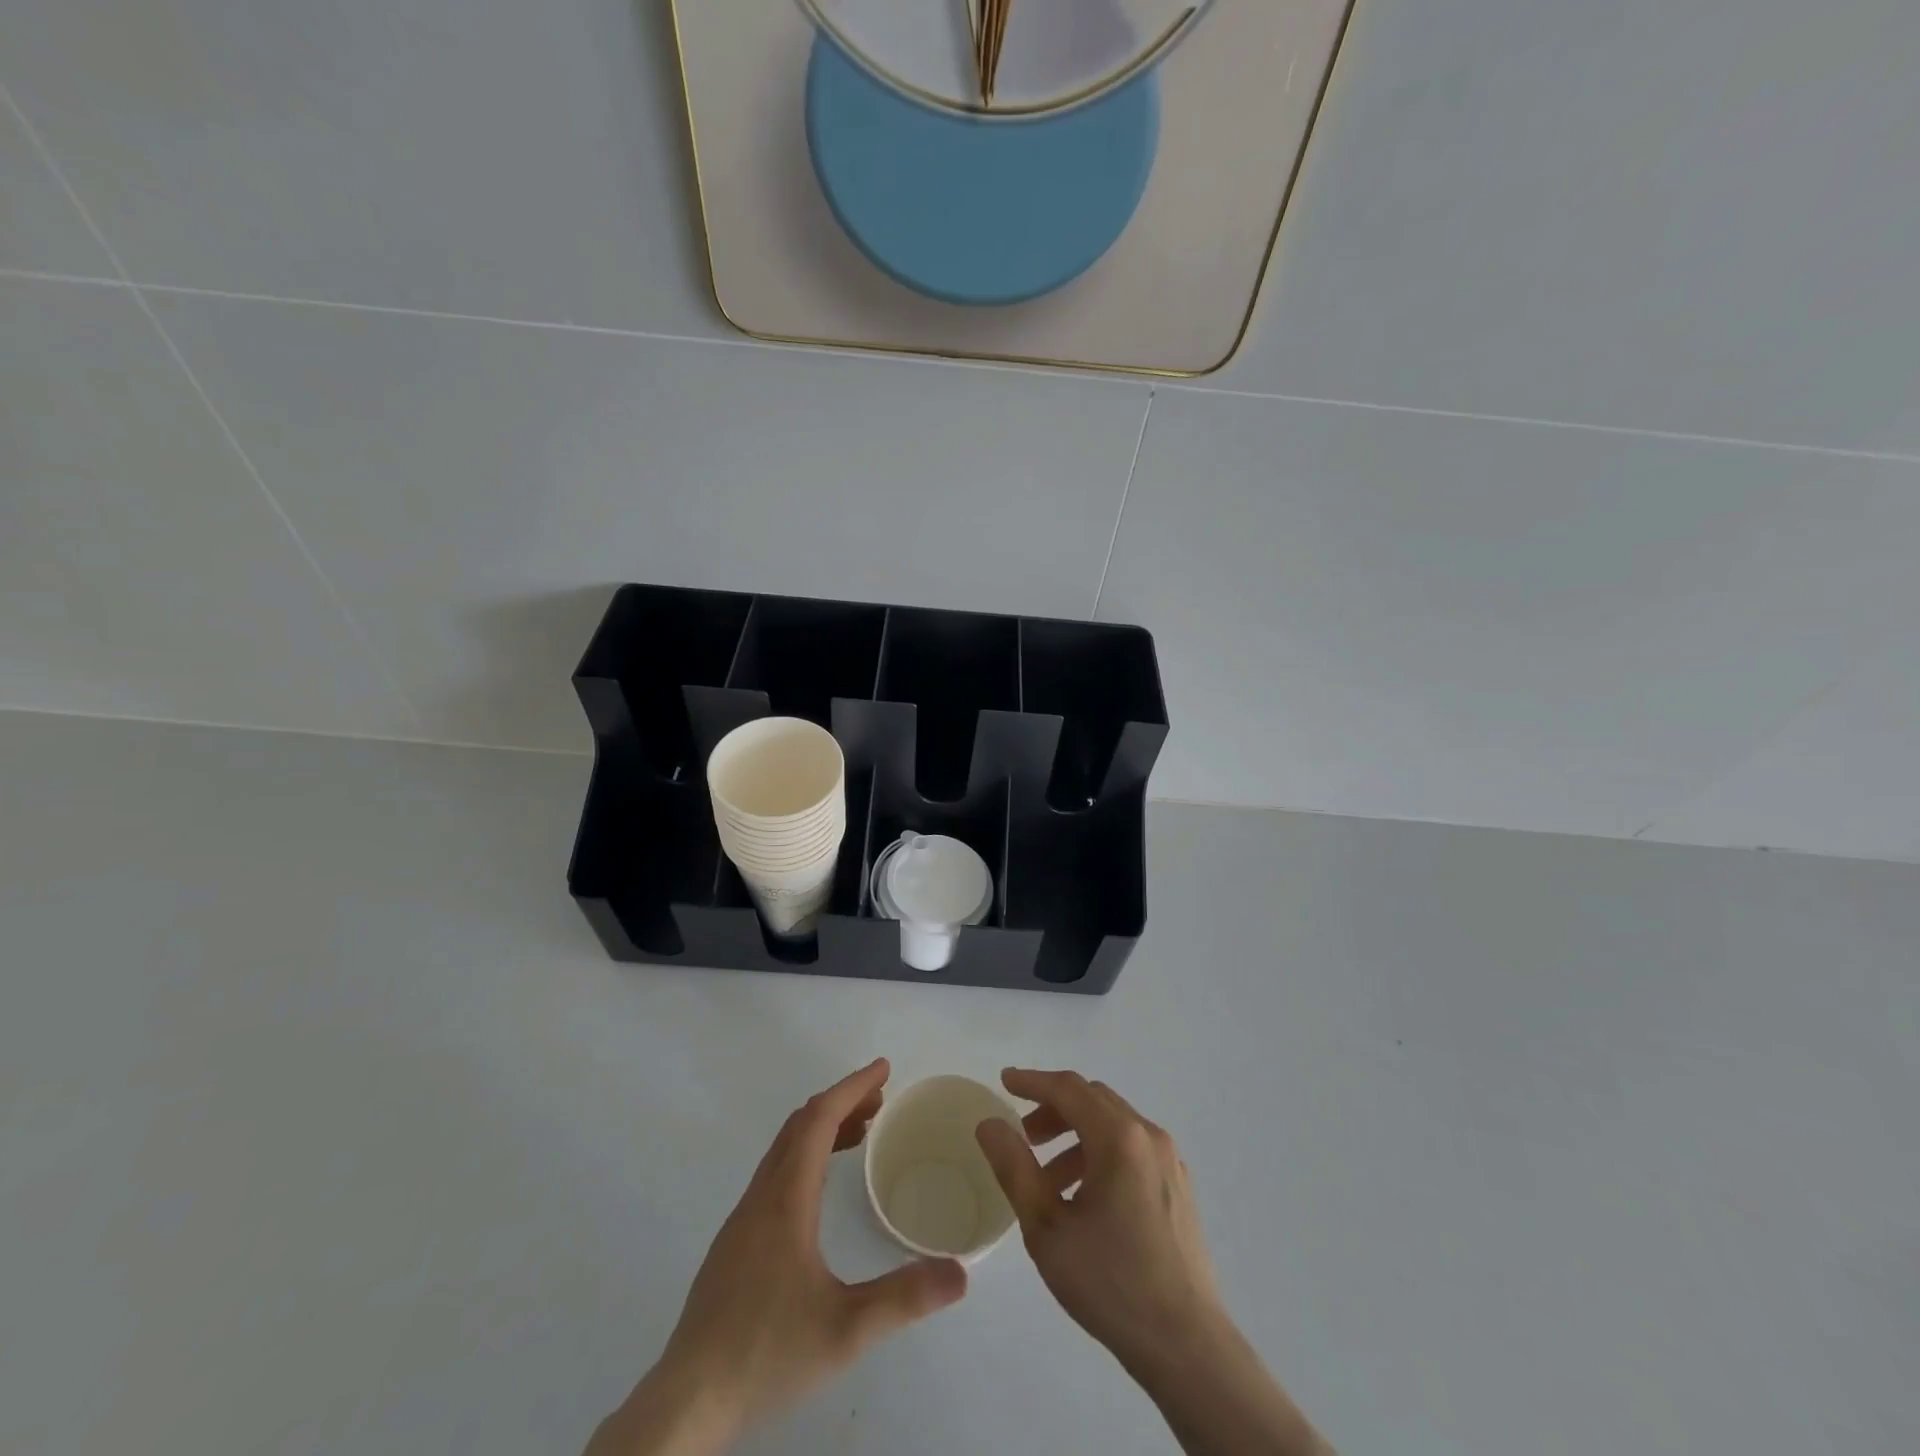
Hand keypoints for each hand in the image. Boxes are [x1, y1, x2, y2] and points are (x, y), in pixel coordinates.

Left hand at [588, 1059, 967, 1455]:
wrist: (686, 1403)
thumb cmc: (766, 1354)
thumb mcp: (845, 1330)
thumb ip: (904, 1298)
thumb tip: (960, 1273)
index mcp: (785, 1200)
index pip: (819, 1120)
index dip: (852, 1087)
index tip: (883, 1069)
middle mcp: (761, 1197)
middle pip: (800, 1125)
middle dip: (841, 1101)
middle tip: (881, 1099)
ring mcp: (742, 1220)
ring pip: (784, 1150)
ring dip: (822, 1129)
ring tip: (862, 1133)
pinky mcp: (734, 1244)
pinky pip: (775, 1174)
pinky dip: (805, 1156)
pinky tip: (821, 1190)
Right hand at [976, 1070, 1330, 1455]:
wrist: (1187, 1347)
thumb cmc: (1111, 1283)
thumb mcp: (1047, 1227)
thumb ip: (1014, 1167)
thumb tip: (989, 1123)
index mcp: (1118, 1137)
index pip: (1068, 1089)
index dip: (1032, 1081)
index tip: (1004, 1081)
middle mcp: (1148, 1136)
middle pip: (1093, 1100)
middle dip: (1053, 1109)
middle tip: (1023, 1135)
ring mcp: (1169, 1160)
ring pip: (1113, 1124)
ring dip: (1075, 1135)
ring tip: (1047, 1179)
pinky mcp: (1179, 1186)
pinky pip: (1132, 1149)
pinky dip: (1100, 1153)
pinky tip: (1083, 1198)